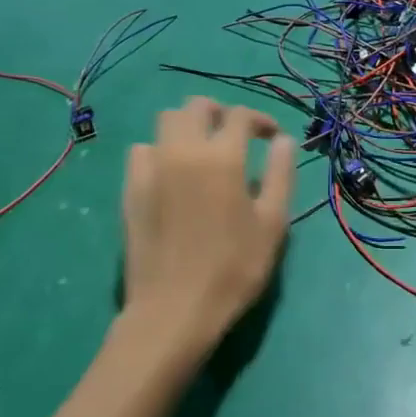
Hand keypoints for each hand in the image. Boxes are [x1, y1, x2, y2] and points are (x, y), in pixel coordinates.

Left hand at [121, 97, 294, 362]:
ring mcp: (152, 168)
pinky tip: (173, 173)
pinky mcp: (131, 189)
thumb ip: (281, 174)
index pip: (240, 115)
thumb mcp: (272, 224)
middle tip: (236, 136)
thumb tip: (283, 140)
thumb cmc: (233, 268)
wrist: (173, 310)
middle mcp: (184, 151)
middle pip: (196, 106)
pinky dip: (161, 150)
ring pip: (166, 121)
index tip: (272, 137)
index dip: (260, 120)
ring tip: (203, 149)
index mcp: (222, 157)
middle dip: (220, 112)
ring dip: (188, 126)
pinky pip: (142, 150)